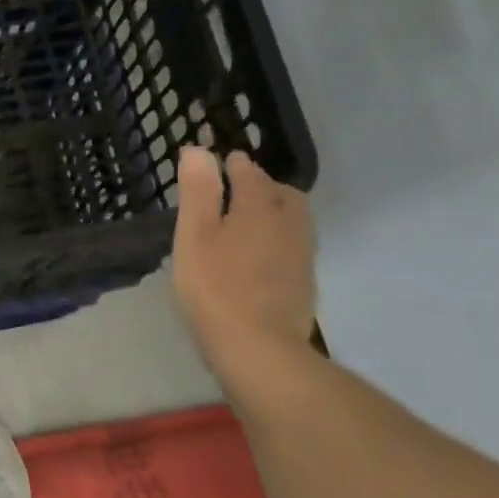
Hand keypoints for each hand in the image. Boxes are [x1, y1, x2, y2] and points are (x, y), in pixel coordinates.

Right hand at [172, 147, 316, 366]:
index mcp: (260, 207)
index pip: (250, 173)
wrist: (259, 348)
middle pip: (283, 194)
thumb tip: (200, 150)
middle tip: (236, 191)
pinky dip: (279, 240)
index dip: (233, 164)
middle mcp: (289, 224)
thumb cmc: (215, 287)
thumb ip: (199, 191)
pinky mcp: (304, 283)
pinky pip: (294, 247)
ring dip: (275, 212)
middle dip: (262, 186)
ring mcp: (302, 255)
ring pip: (294, 220)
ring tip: (248, 222)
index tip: (219, 162)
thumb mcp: (194, 235)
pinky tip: (260, 257)